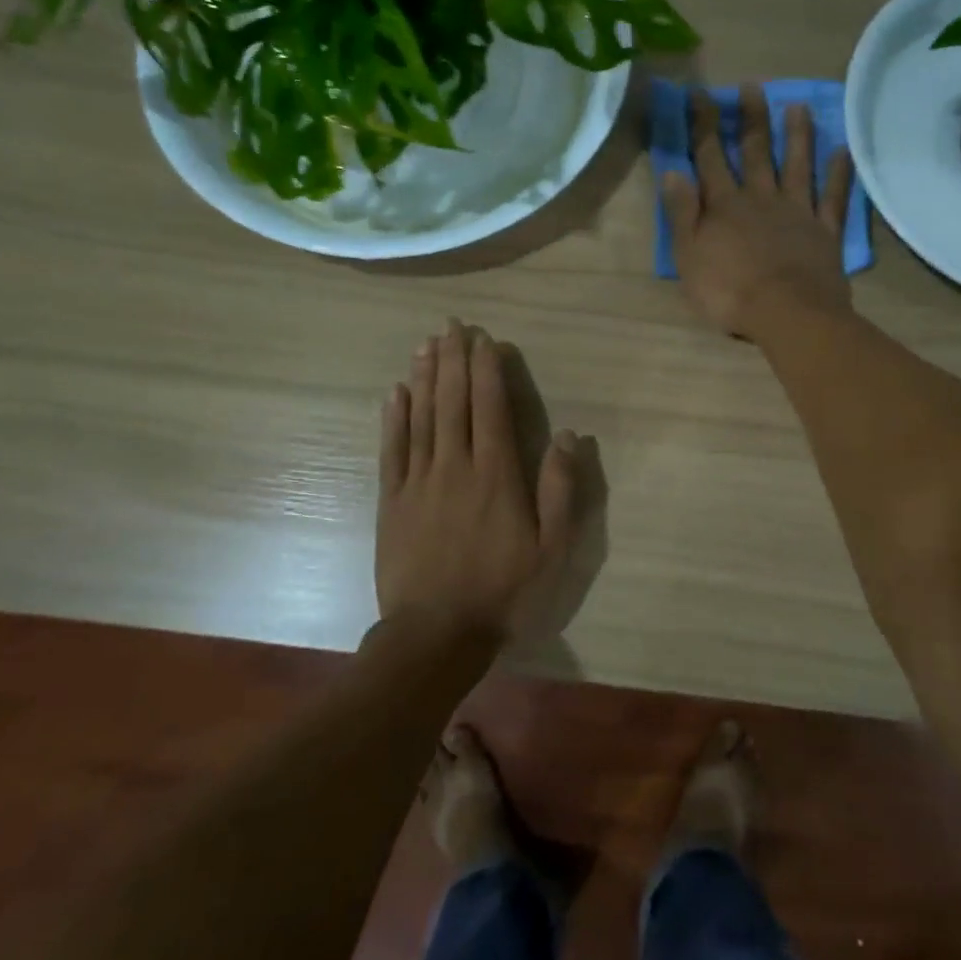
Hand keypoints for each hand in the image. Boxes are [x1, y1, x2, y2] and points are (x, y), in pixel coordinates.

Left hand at [376, 321, 584, 647]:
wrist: (437, 633)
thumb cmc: (504, 591)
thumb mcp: (552, 547)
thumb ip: (560, 489)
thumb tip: (568, 434)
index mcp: (497, 475)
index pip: (490, 408)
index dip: (487, 370)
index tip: (484, 340)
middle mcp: (456, 466)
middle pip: (453, 402)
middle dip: (454, 360)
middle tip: (451, 325)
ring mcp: (419, 481)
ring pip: (421, 417)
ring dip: (425, 377)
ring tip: (426, 344)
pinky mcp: (392, 500)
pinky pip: (392, 449)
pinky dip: (393, 418)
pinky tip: (395, 393)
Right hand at [661, 86, 853, 340]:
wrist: (787, 314)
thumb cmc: (729, 292)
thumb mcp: (689, 257)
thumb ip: (682, 214)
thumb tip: (672, 172)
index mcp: (725, 206)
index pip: (709, 157)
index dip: (703, 125)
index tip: (700, 95)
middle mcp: (761, 198)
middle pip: (755, 152)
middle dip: (750, 118)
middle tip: (752, 86)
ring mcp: (797, 212)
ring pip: (797, 165)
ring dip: (797, 135)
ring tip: (799, 106)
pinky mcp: (825, 231)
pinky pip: (833, 196)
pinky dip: (838, 173)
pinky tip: (842, 151)